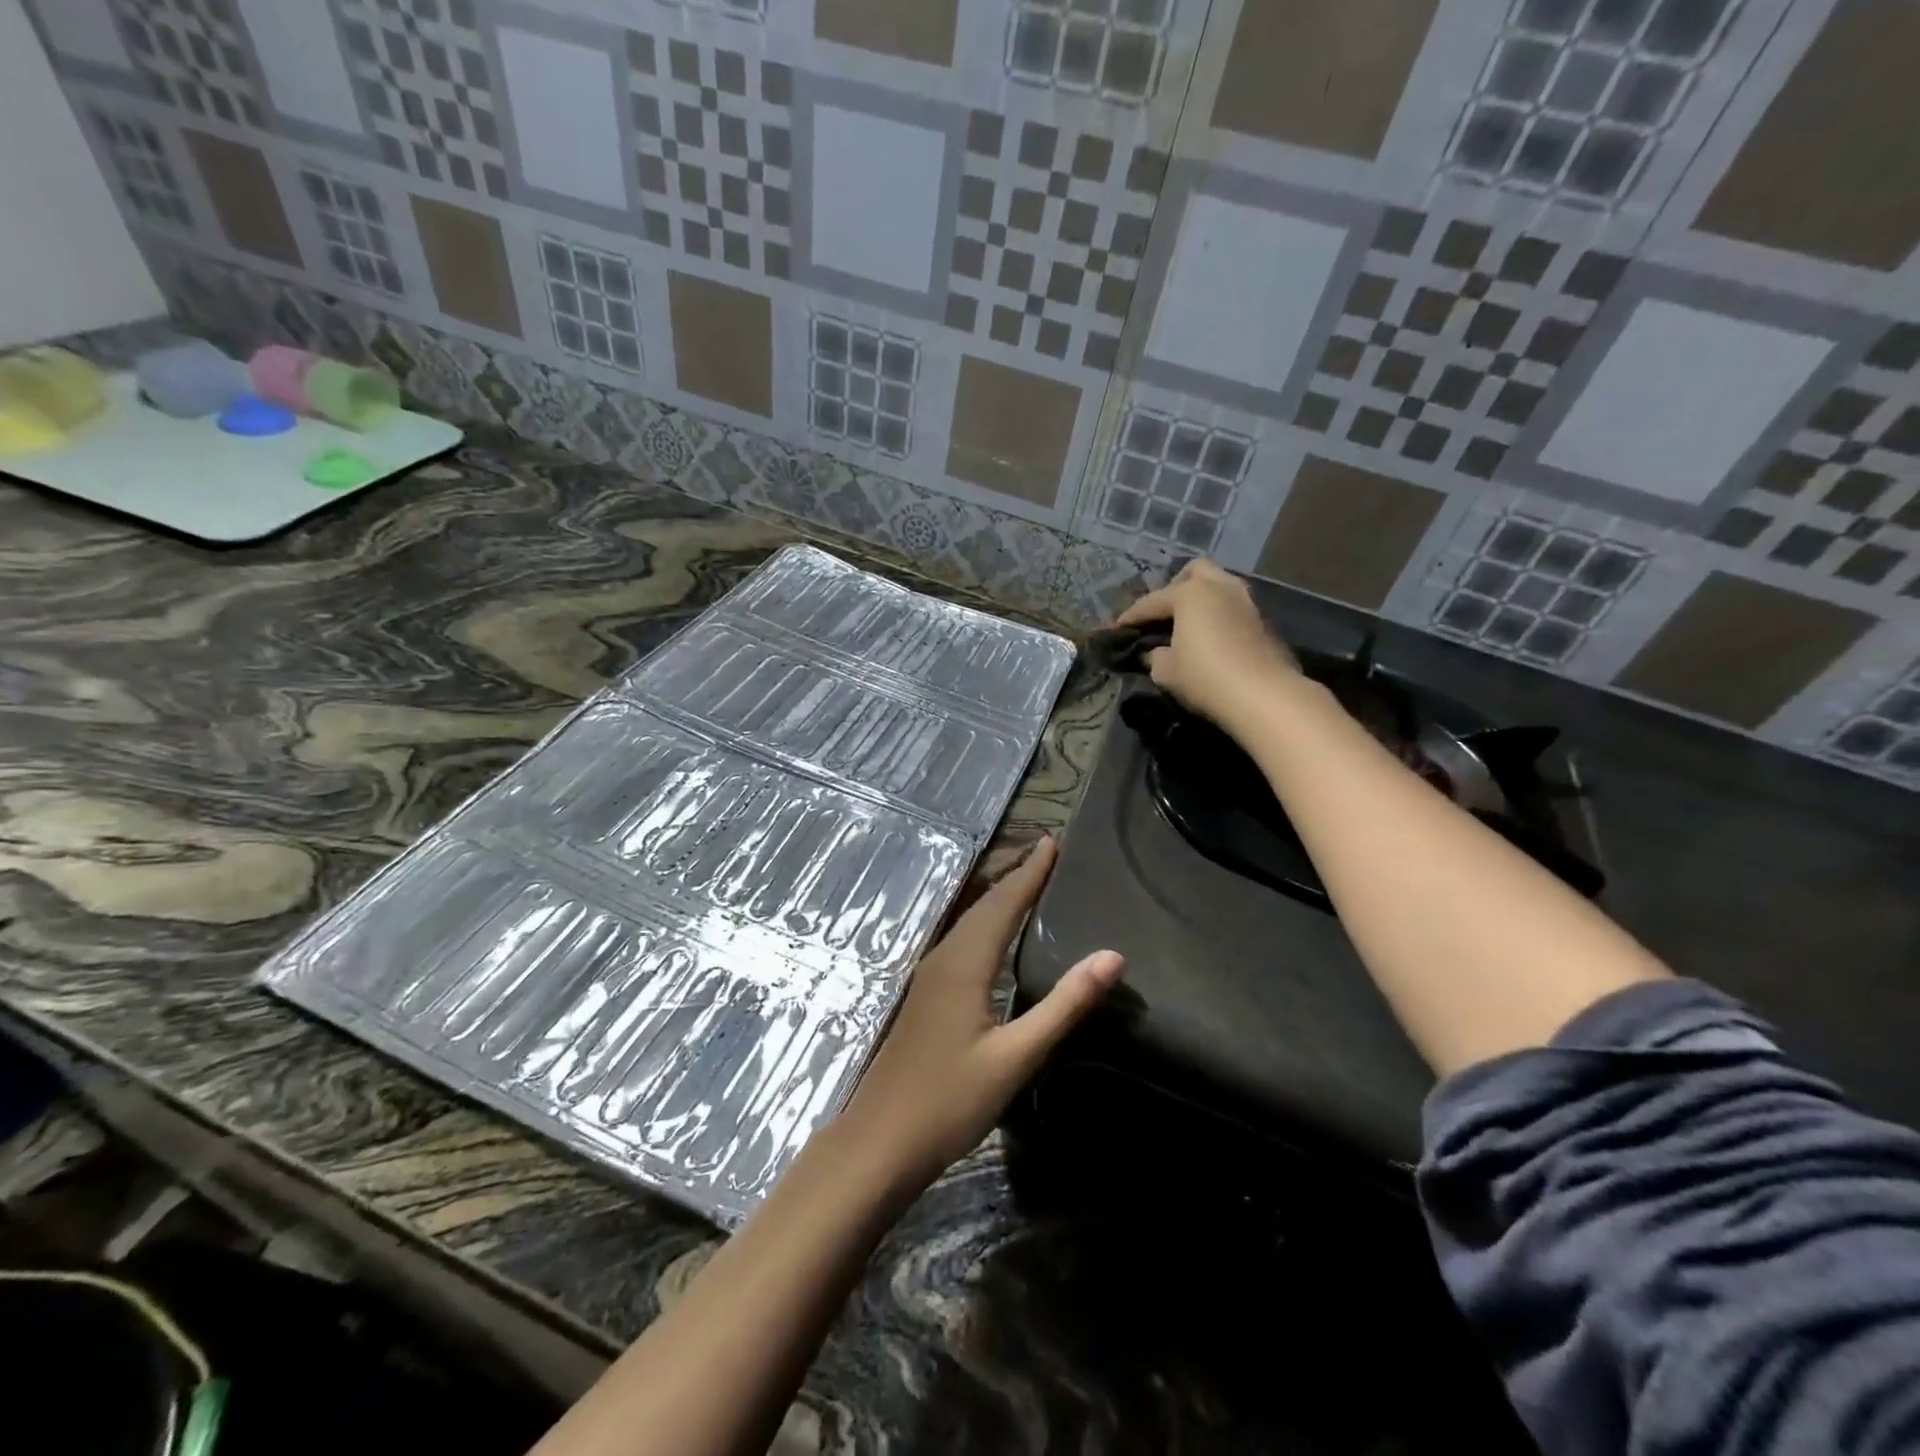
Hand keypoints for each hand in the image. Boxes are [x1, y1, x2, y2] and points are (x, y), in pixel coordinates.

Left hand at [829, 836, 1121, 1196]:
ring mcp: (930, 976)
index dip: (1031, 872)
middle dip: (1017, 876)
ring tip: (1029, 882)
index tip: (1054, 842)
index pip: (1005, 902)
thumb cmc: (951, 1101)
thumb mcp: (1017, 1057)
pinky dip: (987, 922)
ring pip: (970, 921)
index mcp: (965, 962)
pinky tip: (996, 936)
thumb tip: (1112, 956)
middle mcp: (944, 957)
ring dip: (1000, 897)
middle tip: (1048, 854)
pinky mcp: (927, 995)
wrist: (881, 1140)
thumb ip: (1064, 1005)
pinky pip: (962, 941)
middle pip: (985, 905)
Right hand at [1115, 559, 1300, 732]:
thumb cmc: (1205, 677)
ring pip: (1219, 586)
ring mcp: (1247, 602)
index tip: (1117, 629)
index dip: (1130, 617)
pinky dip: (1220, 617)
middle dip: (1176, 587)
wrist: (1264, 696)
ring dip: (1202, 601)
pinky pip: (1234, 609)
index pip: (1151, 602)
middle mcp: (1220, 587)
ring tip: (1189, 625)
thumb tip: (1156, 652)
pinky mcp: (1264, 622)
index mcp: (1190, 593)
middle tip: (1164, 613)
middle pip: (1194, 571)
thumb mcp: (1166, 671)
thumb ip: (1155, 656)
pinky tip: (1212, 640)